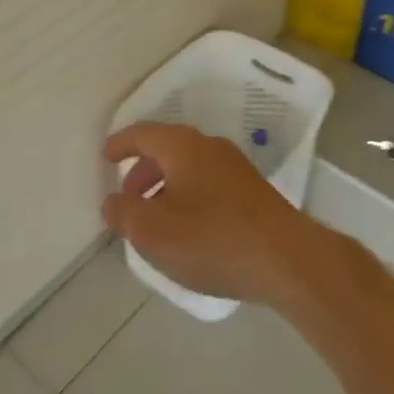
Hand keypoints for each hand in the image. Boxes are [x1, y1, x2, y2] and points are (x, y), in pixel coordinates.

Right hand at [102, 123, 327, 308]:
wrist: (287, 259)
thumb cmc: (213, 239)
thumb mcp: (155, 233)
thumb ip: (125, 214)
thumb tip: (113, 201)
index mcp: (183, 146)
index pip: (144, 133)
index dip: (121, 143)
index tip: (106, 156)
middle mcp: (209, 146)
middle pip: (167, 148)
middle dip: (143, 170)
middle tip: (128, 197)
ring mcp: (235, 167)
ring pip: (189, 166)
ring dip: (165, 186)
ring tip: (154, 219)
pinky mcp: (252, 191)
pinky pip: (208, 182)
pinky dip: (188, 195)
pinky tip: (188, 229)